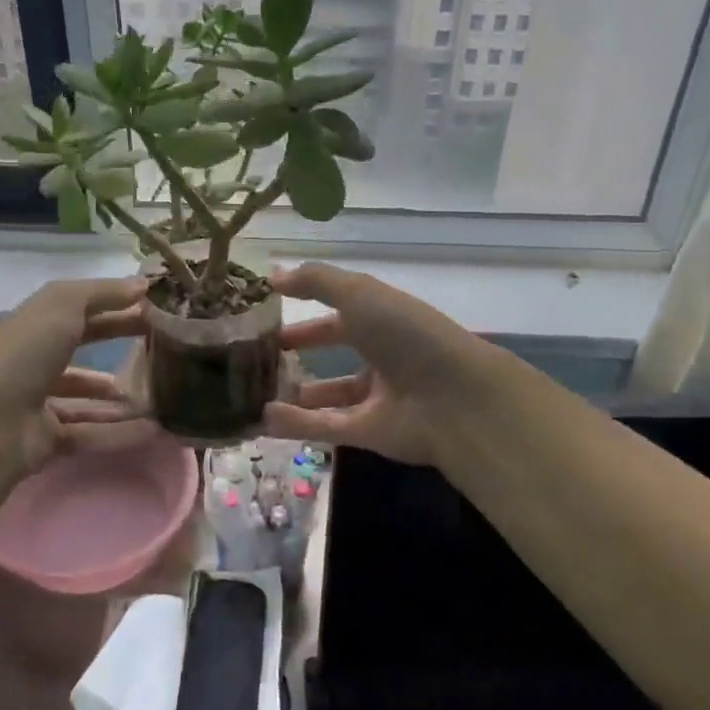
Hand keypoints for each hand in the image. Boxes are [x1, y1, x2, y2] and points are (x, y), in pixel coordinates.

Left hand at [0, 277, 158, 478]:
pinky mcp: (47, 441)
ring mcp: (39, 403)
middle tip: (164, 347)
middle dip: (121, 345)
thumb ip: (103, 292)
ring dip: (121, 396)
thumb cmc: (24, 353)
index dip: (117, 307)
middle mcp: (35, 361)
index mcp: (35, 325)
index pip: (82, 311)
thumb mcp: (63, 304)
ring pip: (87, 397)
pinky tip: (151, 431)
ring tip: (160, 394)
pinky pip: (90, 434)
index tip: (157, 309)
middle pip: (85, 348)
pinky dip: (119, 433)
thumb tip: (143, 284)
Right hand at [263, 263, 502, 467]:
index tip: (270, 312)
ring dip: (294, 394)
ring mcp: (376, 397)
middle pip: (335, 352)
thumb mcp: (360, 294)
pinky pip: (326, 426)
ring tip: (254, 391)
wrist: (455, 398)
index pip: (340, 312)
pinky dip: (296, 423)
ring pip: (328, 395)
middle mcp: (381, 356)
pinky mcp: (369, 433)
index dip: (307, 309)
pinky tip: (264, 418)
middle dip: (301, 351)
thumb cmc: (407, 334)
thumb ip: (316, 281)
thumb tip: (273, 276)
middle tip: (259, 353)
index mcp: (383, 319)